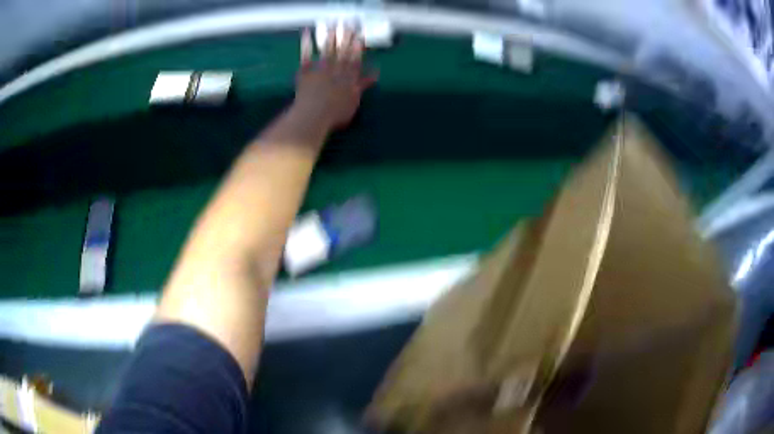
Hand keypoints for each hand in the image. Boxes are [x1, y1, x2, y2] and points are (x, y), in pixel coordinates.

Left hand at [292, 27, 376, 131]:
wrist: (312, 117)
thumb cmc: (335, 114)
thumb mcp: (354, 101)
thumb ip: (362, 85)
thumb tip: (375, 73)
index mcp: (348, 77)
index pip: (355, 59)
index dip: (357, 46)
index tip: (360, 34)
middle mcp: (336, 70)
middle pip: (342, 51)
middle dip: (346, 36)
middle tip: (350, 22)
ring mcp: (320, 70)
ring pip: (327, 49)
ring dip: (330, 35)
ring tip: (333, 23)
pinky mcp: (305, 73)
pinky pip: (305, 56)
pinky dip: (306, 44)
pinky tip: (307, 32)